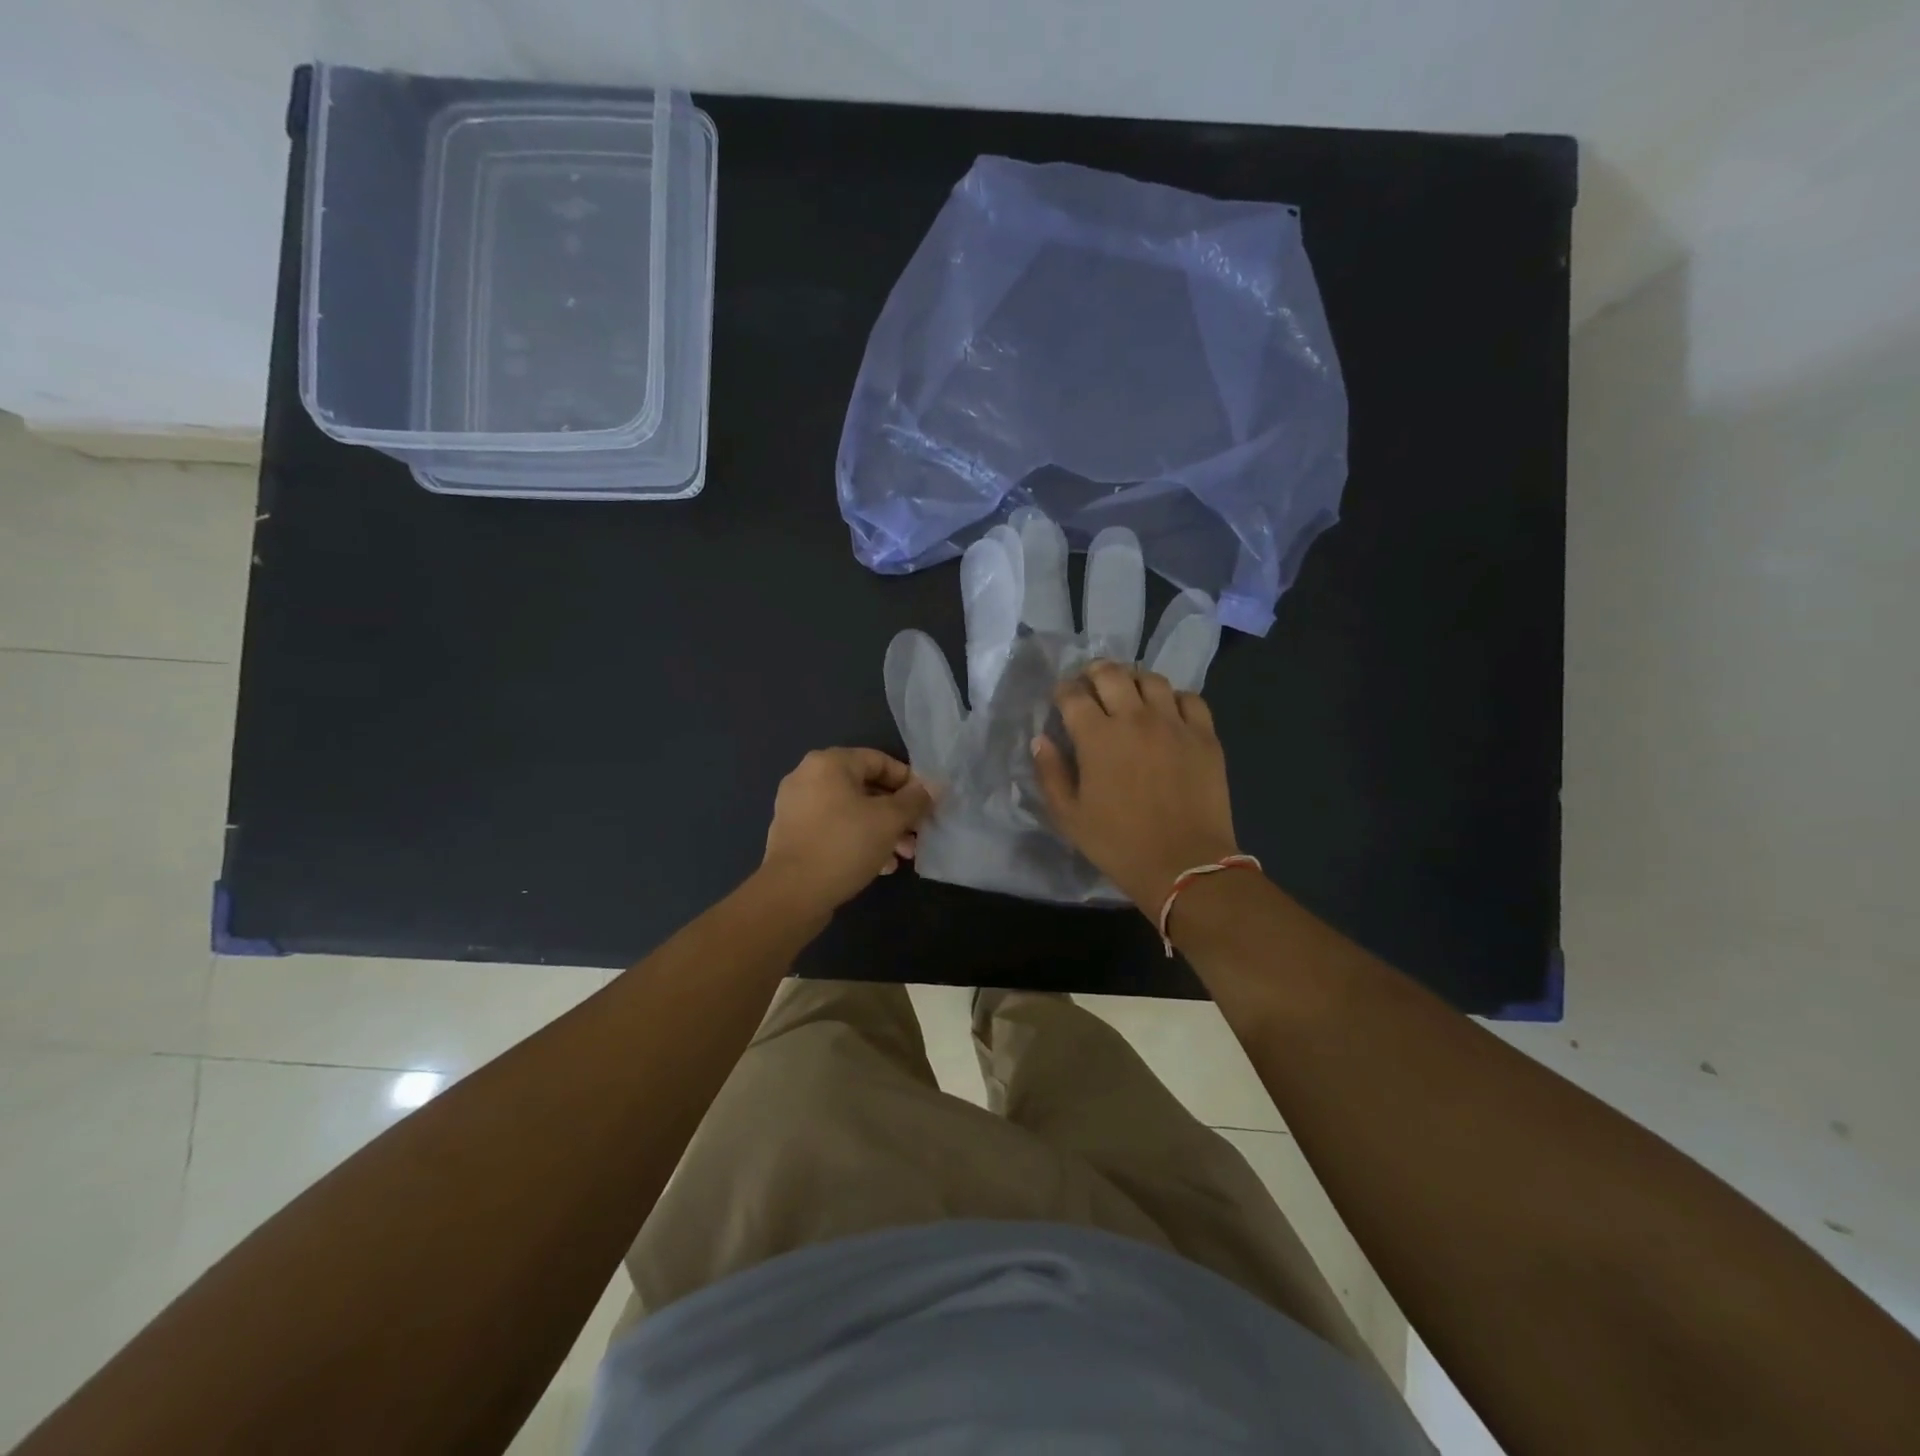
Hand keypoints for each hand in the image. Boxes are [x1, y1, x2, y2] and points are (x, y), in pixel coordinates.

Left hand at [760, 748, 936, 911]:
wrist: (792, 894)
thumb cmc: (844, 845)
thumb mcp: (889, 820)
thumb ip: (915, 800)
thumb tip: (934, 786)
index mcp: (829, 763)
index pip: (880, 760)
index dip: (909, 781)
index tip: (927, 805)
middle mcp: (808, 777)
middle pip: (865, 787)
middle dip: (897, 813)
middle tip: (917, 834)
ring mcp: (796, 806)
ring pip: (851, 811)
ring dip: (881, 830)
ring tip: (903, 855)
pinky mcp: (792, 834)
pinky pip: (834, 828)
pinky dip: (858, 840)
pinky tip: (880, 866)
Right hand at [1031, 660, 1240, 913]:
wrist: (1184, 865)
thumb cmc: (1119, 844)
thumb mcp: (1069, 816)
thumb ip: (1050, 773)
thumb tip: (1041, 740)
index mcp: (1097, 737)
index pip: (1072, 694)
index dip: (1062, 691)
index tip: (1060, 700)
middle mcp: (1135, 718)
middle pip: (1111, 673)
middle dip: (1094, 673)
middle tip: (1090, 686)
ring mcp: (1174, 724)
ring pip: (1151, 679)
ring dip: (1133, 680)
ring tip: (1129, 694)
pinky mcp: (1205, 736)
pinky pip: (1190, 699)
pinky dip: (1173, 699)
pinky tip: (1167, 713)